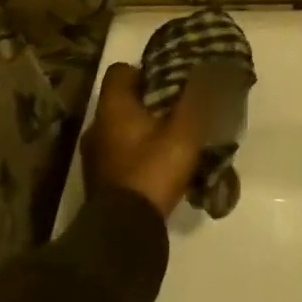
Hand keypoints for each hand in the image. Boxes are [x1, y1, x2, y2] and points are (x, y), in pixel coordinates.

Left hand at [81, 63, 216, 219]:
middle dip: (150, 100)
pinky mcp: (100, 181)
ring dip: (144, 128)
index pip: (120, 71)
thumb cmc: (152, 171)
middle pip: (122, 100)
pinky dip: (137, 151)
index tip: (170, 78)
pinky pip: (120, 152)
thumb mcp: (184, 131)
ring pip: (121, 128)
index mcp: (112, 109)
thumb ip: (196, 97)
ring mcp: (94, 157)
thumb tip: (207, 67)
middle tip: (179, 105)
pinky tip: (160, 162)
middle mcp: (97, 127)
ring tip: (174, 135)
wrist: (124, 233)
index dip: (145, 69)